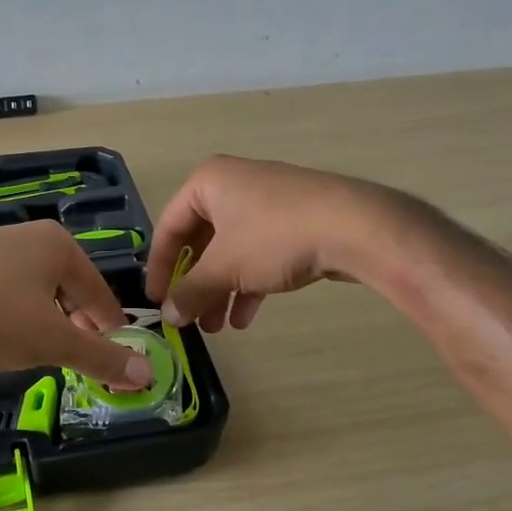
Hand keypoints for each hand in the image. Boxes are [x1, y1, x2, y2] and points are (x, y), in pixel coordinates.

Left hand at [0, 221, 154, 386]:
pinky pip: (7, 289)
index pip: (101, 293)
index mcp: (60, 247)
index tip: (117, 361)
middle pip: (70, 290)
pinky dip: (14, 313)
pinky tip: (0, 335)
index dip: (111, 330)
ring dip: (45, 322)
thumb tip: (147, 372)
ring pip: (37, 291)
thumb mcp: (51, 341)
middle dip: (76, 326)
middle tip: (77, 360)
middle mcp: (31, 237)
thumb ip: (100, 357)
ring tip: (38, 351)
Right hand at [144, 156, 414, 331]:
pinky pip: (259, 254)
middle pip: (202, 241)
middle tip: (189, 318)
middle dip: (196, 285)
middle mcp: (234, 186)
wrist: (354, 228)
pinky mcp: (294, 221)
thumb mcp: (224, 268)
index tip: (157, 301)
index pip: (170, 227)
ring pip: (231, 251)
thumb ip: (190, 291)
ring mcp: (267, 203)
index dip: (160, 268)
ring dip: (221, 291)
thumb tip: (168, 315)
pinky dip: (248, 284)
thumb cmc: (273, 237)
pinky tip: (246, 318)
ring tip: (218, 327)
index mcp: (208, 182)